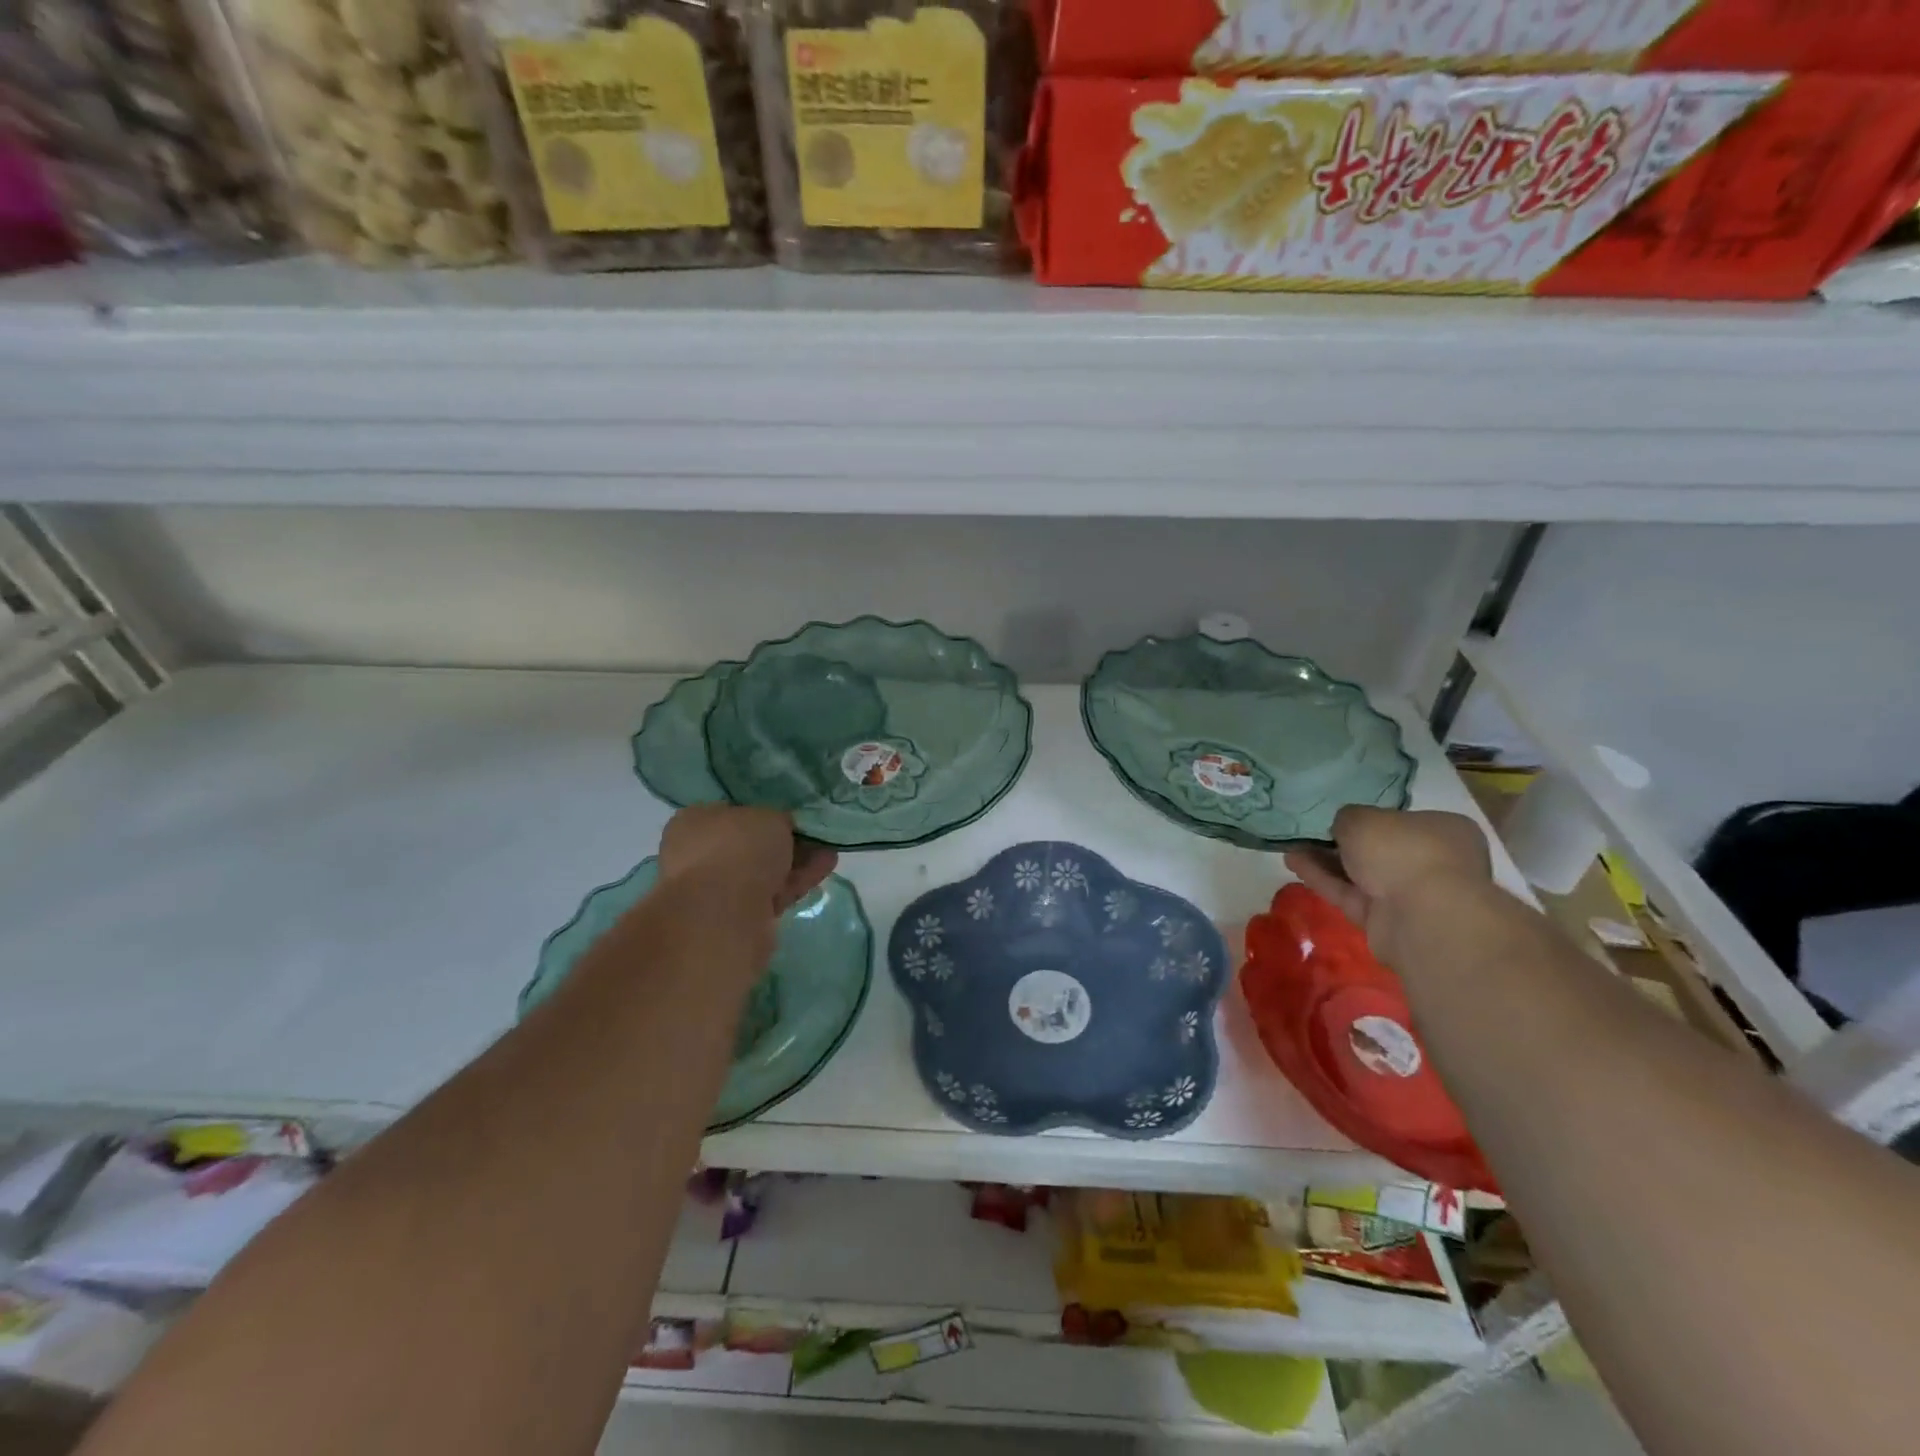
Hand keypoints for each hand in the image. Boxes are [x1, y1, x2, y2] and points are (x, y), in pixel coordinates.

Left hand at [658, 805, 837, 922]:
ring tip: (829, 851)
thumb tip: (781, 827)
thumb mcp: (769, 816)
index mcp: (694, 822)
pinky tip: (824, 868)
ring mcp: (715, 890)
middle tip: (815, 835)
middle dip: (784, 841)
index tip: (791, 816)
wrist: (724, 914)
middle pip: (749, 845)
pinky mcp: (737, 917)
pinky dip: (796, 881)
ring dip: (796, 861)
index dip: (763, 813)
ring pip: (762, 871)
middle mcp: (697, 855)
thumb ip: (777, 819)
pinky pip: (772, 893)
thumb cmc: (738, 848)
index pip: (731, 812)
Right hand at [1284, 806, 1491, 959]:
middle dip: (1342, 844)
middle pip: (1379, 850)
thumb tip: (1343, 827)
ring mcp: (1411, 896)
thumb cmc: (1403, 850)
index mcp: (1443, 830)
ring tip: (1291, 849)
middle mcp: (1432, 862)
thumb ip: (1347, 818)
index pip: (1402, 821)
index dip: (1369, 819)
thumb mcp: (1362, 818)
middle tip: (1308, 835)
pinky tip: (1294, 864)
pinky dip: (1323, 880)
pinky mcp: (1387, 922)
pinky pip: (1350, 895)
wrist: (1423, 917)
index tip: (1338, 819)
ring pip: (1362, 875)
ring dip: (1326, 862)